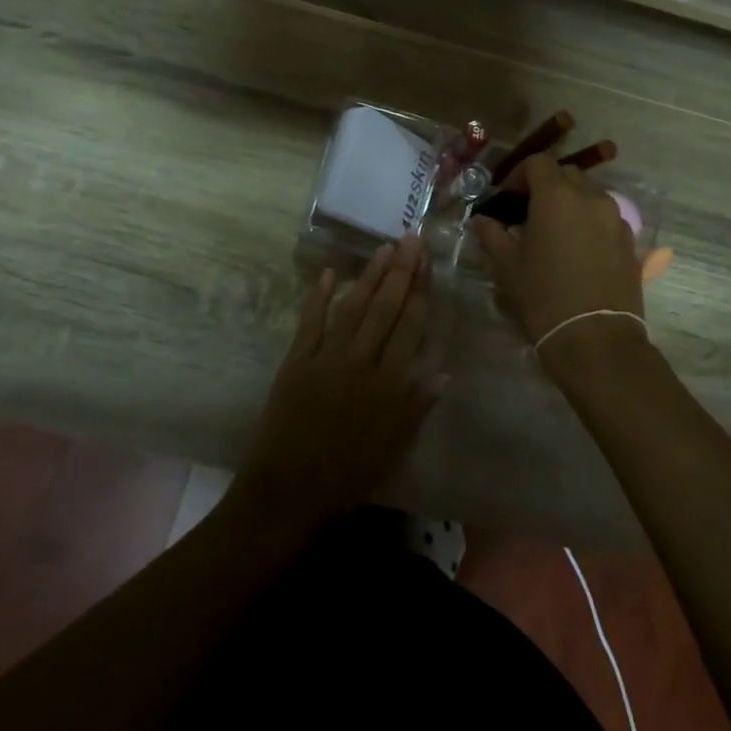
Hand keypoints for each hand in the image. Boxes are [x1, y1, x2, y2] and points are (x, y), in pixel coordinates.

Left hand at [235, 236, 442, 531]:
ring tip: (384, 249)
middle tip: (410, 239)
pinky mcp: (296, 361)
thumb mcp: (394, 449)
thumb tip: (442, 373)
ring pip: (352, 308)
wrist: (289, 490)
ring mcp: (326, 358)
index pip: (410, 328)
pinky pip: (309, 322)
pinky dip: (318, 297)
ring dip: (369, 277)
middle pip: (384, 310)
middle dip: (401, 273)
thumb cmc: (349, 475)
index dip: (420, 293)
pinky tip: (329, 273)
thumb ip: (417, 408)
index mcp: (389, 385)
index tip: (427, 264)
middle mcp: (360, 363)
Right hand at [470, 156, 644, 360]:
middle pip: (567, 174)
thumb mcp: (508, 267)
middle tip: (528, 213)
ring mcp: (616, 219)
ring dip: (570, 203)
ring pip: (590, 195)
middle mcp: (591, 198)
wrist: (596, 339)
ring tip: (555, 233)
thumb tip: (482, 221)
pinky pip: (606, 219)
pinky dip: (589, 223)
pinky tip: (578, 252)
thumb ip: (493, 235)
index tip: (507, 198)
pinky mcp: (630, 242)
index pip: (538, 163)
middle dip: (546, 186)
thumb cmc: (544, 297)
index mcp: (557, 196)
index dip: (519, 175)